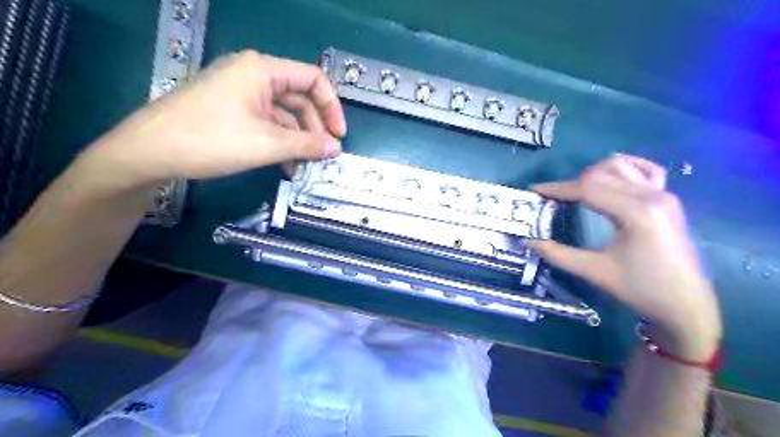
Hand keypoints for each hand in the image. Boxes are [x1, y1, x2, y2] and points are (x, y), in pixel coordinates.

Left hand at [78, 50, 345, 189]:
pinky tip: (285, 165)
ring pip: (283, 114)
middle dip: (314, 129)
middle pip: (299, 98)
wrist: (149, 152)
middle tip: (323, 157)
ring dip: (297, 141)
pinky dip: (280, 142)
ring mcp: (240, 93)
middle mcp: (253, 75)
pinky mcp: (231, 110)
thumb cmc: (212, 140)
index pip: (312, 79)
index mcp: (262, 70)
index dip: (331, 107)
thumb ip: (307, 145)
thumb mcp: (267, 144)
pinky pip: (266, 123)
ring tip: (304, 168)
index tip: (339, 136)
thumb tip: (337, 148)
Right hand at [526, 156, 721, 360]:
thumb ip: (556, 253)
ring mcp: (664, 194)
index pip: (588, 188)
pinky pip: (646, 170)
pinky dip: (625, 167)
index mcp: (636, 212)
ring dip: (593, 174)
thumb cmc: (640, 290)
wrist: (686, 306)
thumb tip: (526, 241)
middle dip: (571, 183)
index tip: (534, 191)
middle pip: (601, 174)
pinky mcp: (669, 199)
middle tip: (552, 200)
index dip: (557, 188)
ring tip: (576, 192)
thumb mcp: (594, 271)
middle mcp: (652, 195)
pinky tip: (610, 175)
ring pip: (620, 167)